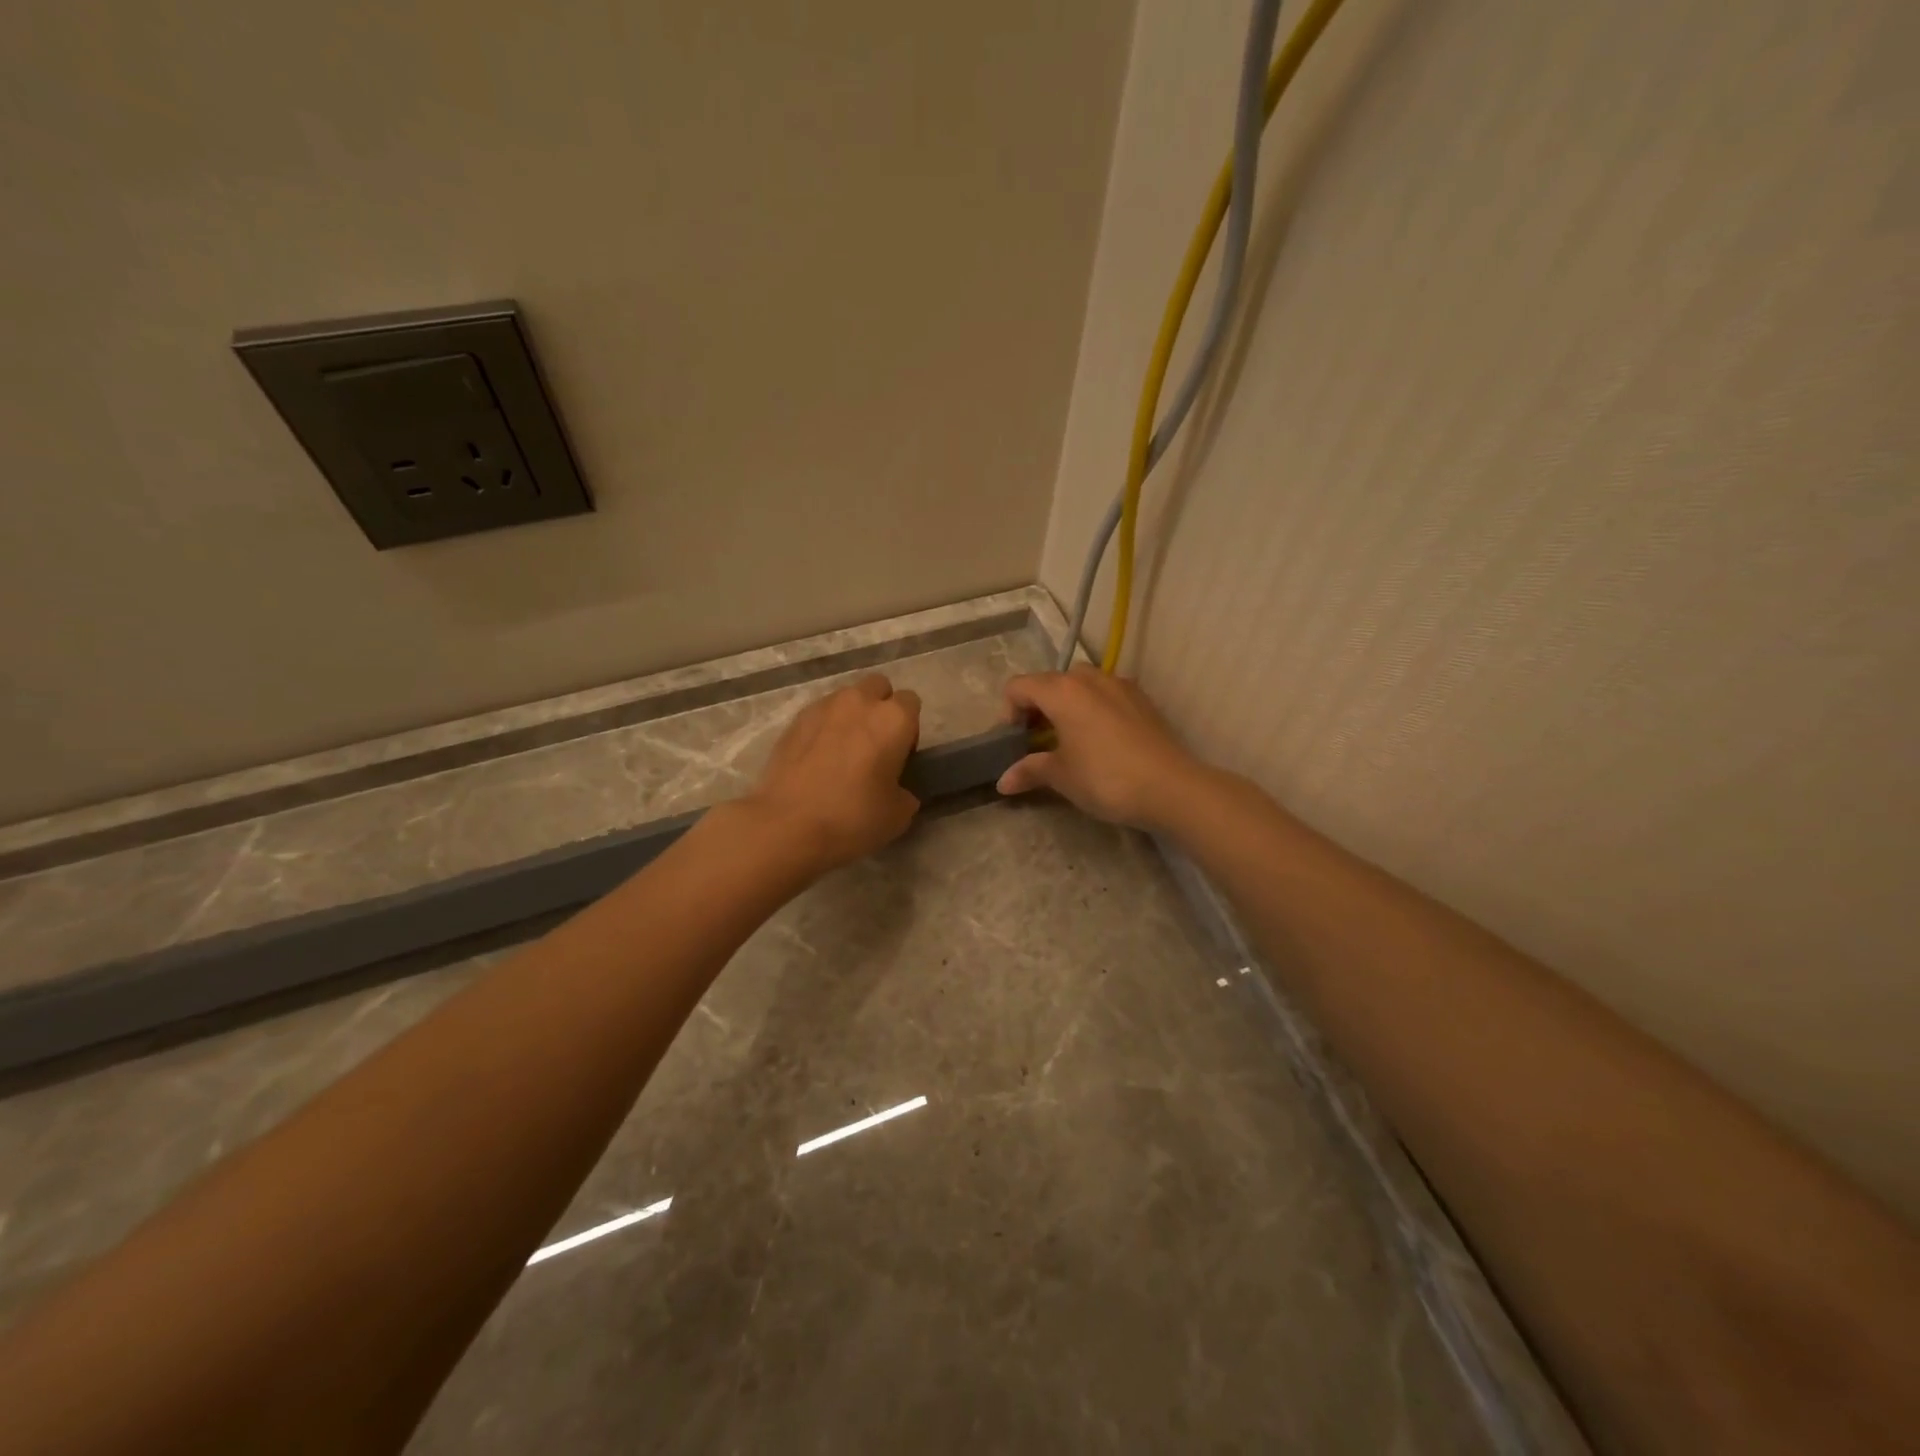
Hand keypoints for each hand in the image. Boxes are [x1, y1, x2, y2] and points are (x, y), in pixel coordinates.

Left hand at [746, 674, 922, 871]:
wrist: (787, 825)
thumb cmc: (851, 817)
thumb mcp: (898, 815)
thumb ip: (905, 792)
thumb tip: (897, 789)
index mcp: (892, 719)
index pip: (911, 702)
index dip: (909, 728)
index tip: (901, 755)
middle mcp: (859, 702)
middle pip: (879, 687)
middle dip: (881, 708)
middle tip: (875, 745)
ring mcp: (823, 707)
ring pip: (847, 697)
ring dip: (852, 715)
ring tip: (843, 751)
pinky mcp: (795, 720)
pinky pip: (820, 714)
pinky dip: (825, 728)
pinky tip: (818, 758)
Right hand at [997, 667, 1203, 830]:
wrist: (1172, 787)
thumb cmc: (1105, 778)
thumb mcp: (1061, 776)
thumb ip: (1029, 771)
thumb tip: (1002, 783)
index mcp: (1062, 690)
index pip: (1019, 687)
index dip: (1008, 713)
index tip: (1015, 742)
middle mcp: (1089, 678)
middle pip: (1049, 682)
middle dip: (1037, 708)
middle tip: (1038, 742)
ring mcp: (1119, 685)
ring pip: (1080, 685)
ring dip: (1066, 706)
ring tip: (1069, 740)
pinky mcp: (1141, 699)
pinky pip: (1105, 694)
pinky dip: (1092, 709)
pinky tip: (1101, 741)